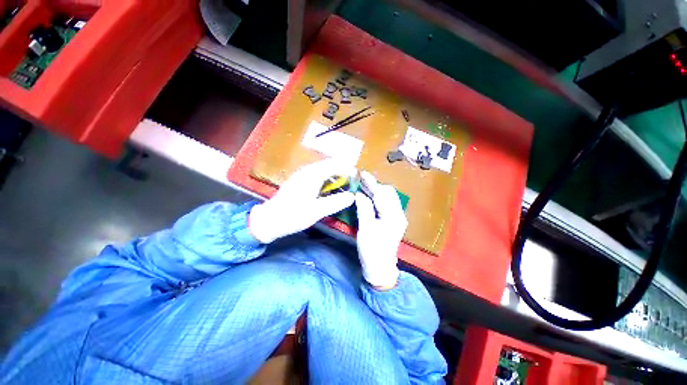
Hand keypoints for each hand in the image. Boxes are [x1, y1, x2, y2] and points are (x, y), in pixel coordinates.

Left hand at [249, 159, 355, 243]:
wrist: (269, 220)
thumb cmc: (293, 215)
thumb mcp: (316, 211)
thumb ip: (335, 203)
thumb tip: (352, 196)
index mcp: (312, 175)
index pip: (335, 165)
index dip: (348, 169)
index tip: (358, 177)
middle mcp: (308, 171)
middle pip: (330, 164)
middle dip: (343, 170)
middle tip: (353, 181)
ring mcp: (303, 175)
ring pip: (324, 169)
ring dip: (336, 174)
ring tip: (345, 184)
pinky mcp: (300, 181)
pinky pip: (318, 174)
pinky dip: (328, 179)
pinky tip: (330, 189)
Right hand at [355, 172, 406, 288]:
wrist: (380, 268)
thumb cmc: (372, 250)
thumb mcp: (365, 230)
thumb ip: (364, 209)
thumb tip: (359, 194)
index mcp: (393, 217)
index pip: (382, 194)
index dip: (371, 183)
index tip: (362, 174)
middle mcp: (399, 214)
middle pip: (389, 193)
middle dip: (375, 185)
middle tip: (361, 181)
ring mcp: (398, 217)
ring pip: (389, 197)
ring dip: (377, 190)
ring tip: (364, 186)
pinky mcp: (394, 220)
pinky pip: (387, 203)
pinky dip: (378, 197)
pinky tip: (370, 196)